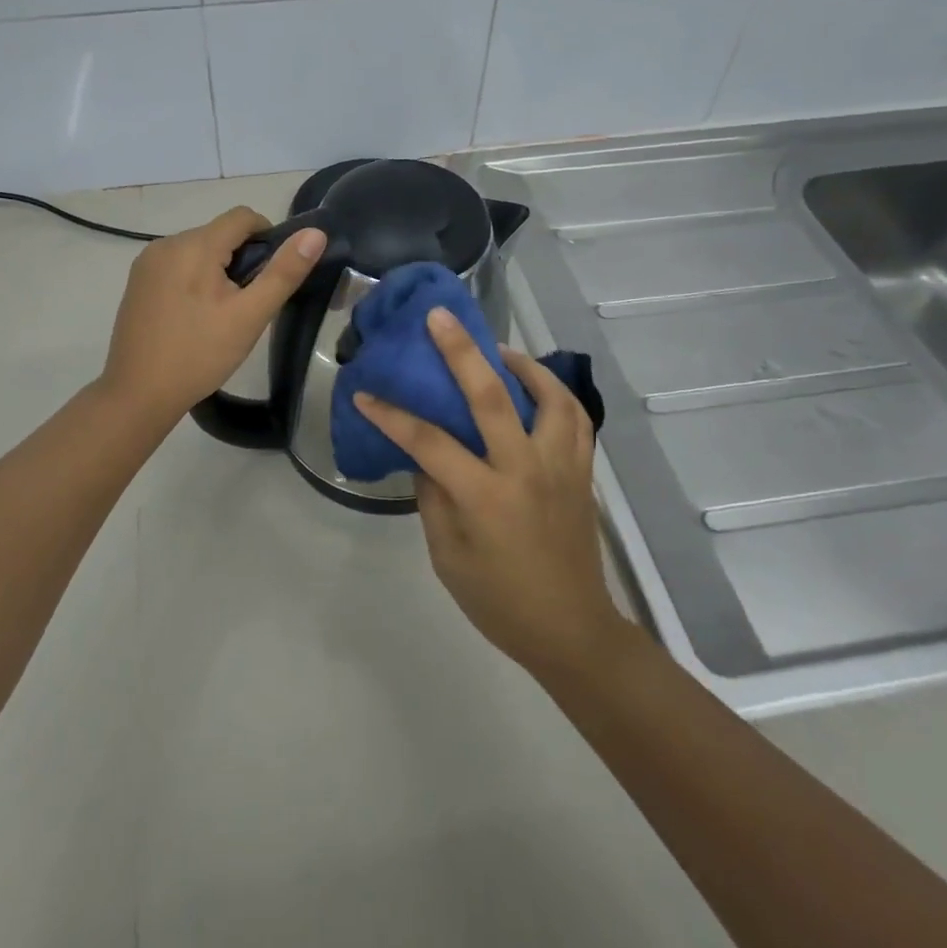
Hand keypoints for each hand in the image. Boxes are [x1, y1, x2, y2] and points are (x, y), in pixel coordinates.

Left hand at [101, 206, 325, 423]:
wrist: (138, 394)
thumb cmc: (200, 354)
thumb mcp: (250, 315)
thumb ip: (283, 272)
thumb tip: (315, 233)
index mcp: (194, 245)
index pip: (242, 217)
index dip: (267, 236)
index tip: (272, 274)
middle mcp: (166, 244)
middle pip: (219, 233)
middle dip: (241, 258)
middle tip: (248, 303)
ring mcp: (147, 262)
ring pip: (197, 249)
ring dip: (217, 268)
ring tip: (221, 312)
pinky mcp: (137, 281)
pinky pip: (176, 264)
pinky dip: (193, 278)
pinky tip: (194, 316)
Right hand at [355, 309, 625, 681]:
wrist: (571, 630)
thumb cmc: (499, 600)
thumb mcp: (447, 555)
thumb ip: (433, 495)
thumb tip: (422, 451)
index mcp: (485, 496)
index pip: (429, 441)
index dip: (392, 415)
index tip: (364, 393)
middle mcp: (525, 469)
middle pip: (491, 395)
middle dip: (460, 350)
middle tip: (439, 317)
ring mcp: (560, 466)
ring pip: (548, 395)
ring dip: (521, 363)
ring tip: (497, 350)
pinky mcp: (581, 470)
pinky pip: (575, 417)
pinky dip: (555, 392)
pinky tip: (535, 386)